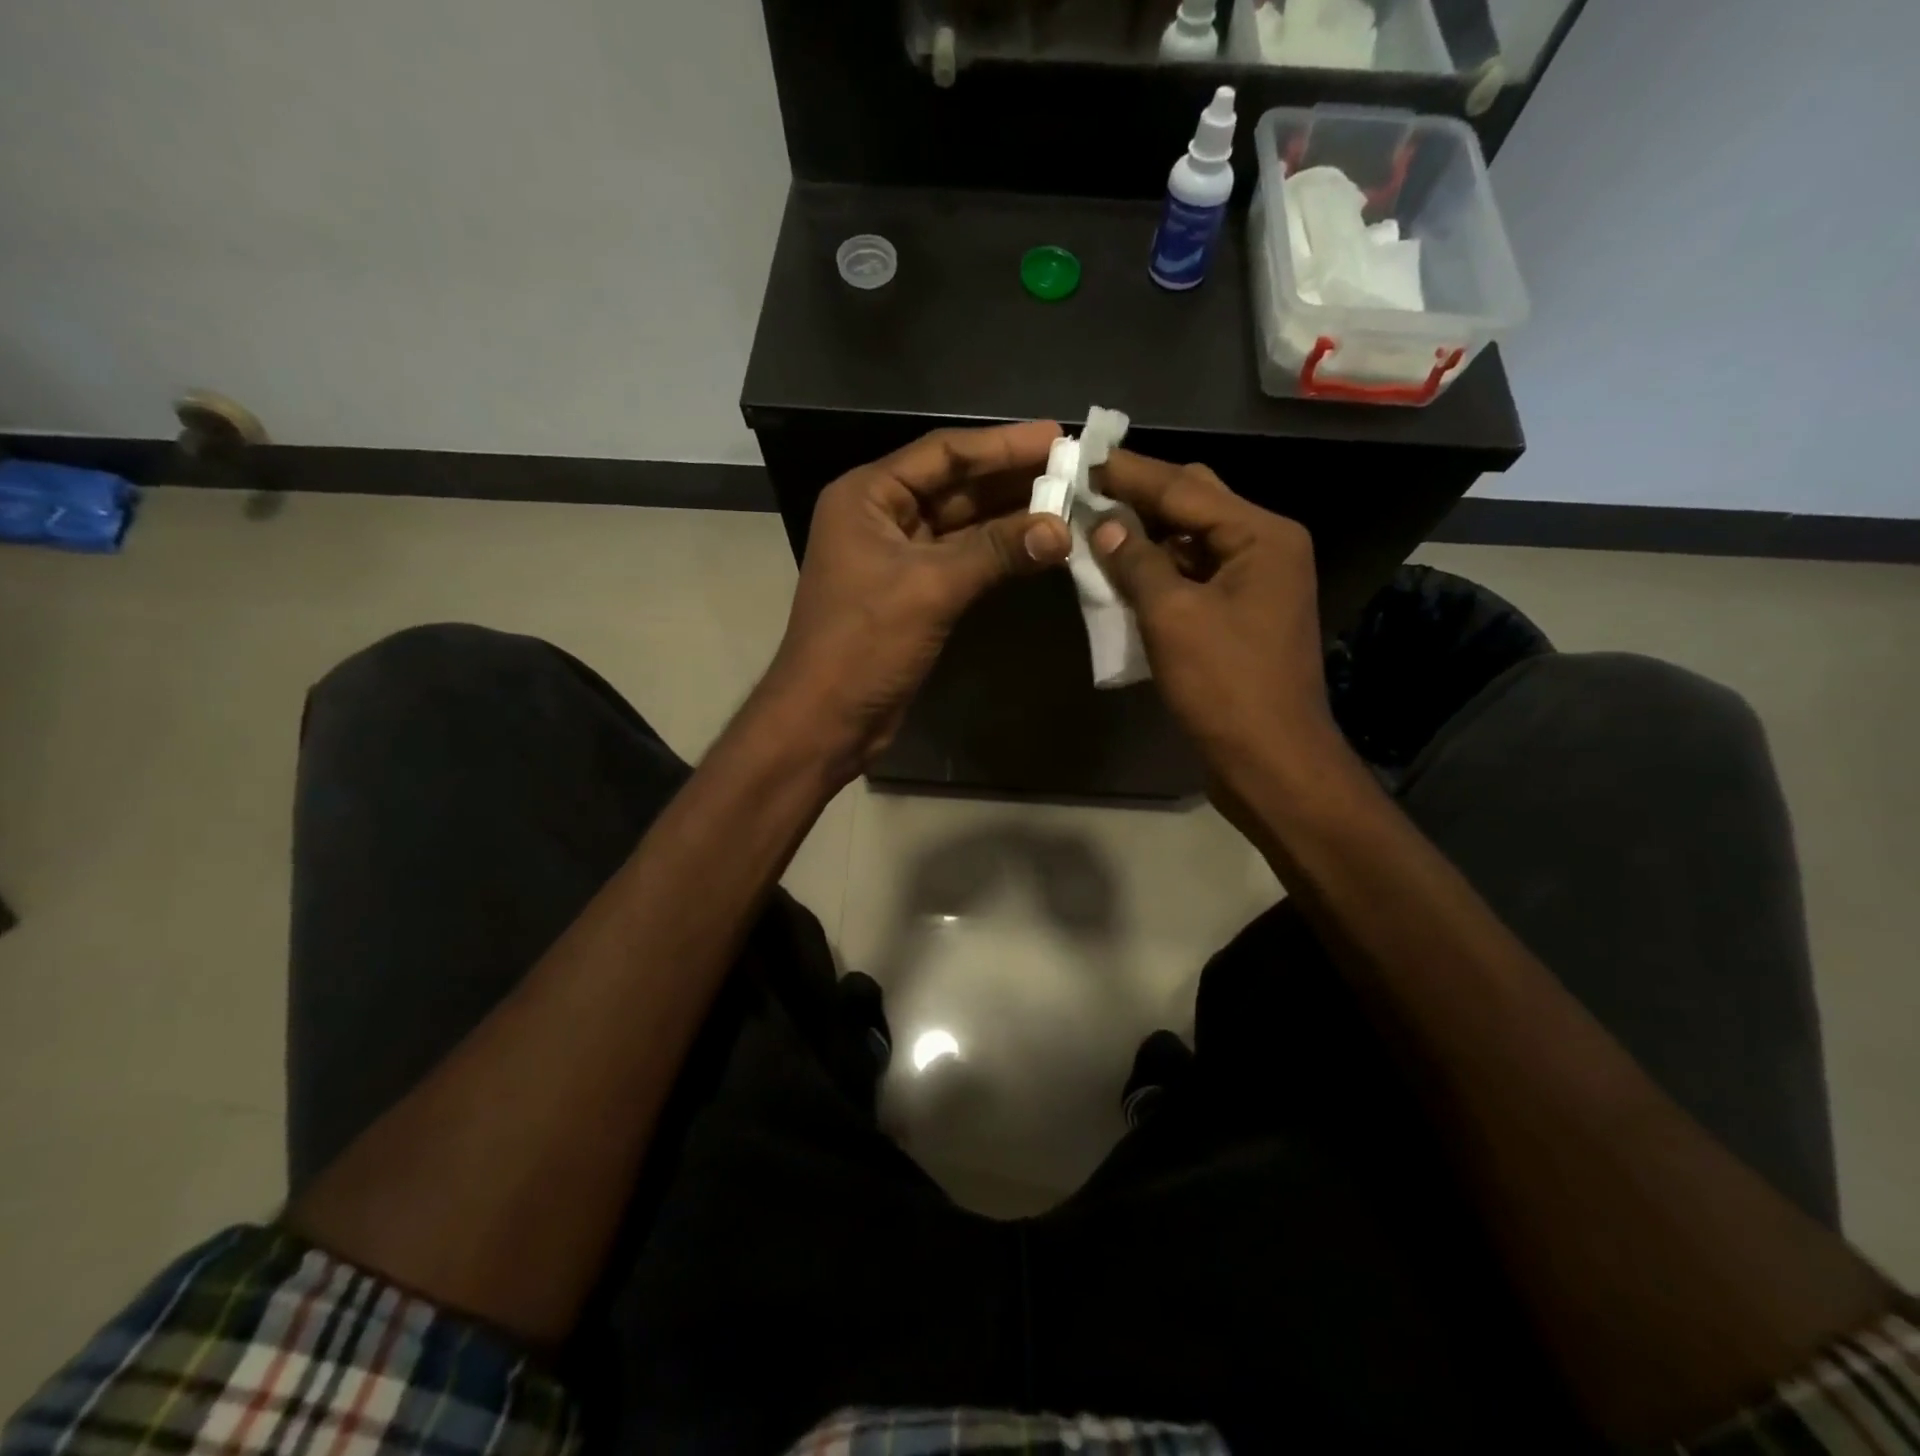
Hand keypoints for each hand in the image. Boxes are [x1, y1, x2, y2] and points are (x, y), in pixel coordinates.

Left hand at [762, 422, 1072, 776]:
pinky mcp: (913, 592)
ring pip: (962, 524)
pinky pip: (962, 559)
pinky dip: (997, 553)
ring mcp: (897, 556)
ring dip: (1010, 516)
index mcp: (868, 496)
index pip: (943, 453)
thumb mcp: (930, 588)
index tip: (1058, 435)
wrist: (827, 719)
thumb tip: (1062, 528)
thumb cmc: (864, 644)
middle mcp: (880, 517)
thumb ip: (996, 551)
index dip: (1002, 444)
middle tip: (1073, 468)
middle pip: (954, 485)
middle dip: (1011, 477)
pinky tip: (1038, 545)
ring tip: (1068, 501)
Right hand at [1088, 451, 1343, 799]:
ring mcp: (1257, 584)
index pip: (1185, 487)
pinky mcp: (1242, 617)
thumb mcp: (1173, 617)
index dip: (1131, 473)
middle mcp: (1267, 548)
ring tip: (1096, 530)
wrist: (1270, 761)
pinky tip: (1124, 575)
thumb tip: (1104, 524)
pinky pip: (1196, 577)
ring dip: (1147, 538)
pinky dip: (1160, 573)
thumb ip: (1136, 562)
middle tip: (1087, 491)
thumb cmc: (1225, 686)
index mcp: (1262, 535)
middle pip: (1196, 505)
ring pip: (1194, 542)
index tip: (1084, 457)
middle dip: (1141, 499)